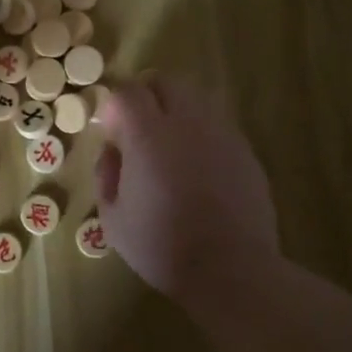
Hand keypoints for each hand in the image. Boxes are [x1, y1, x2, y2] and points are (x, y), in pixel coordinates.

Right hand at [94, 75, 286, 302]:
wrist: (231, 269)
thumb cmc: (162, 245)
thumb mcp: (113, 218)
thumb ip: (106, 174)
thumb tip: (112, 152)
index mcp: (149, 134)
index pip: (128, 92)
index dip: (115, 106)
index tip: (112, 132)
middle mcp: (187, 122)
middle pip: (166, 82)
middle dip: (147, 96)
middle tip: (139, 129)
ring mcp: (221, 133)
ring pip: (196, 100)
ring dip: (177, 112)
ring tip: (171, 148)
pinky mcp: (245, 151)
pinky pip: (218, 126)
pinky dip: (202, 135)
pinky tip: (199, 169)